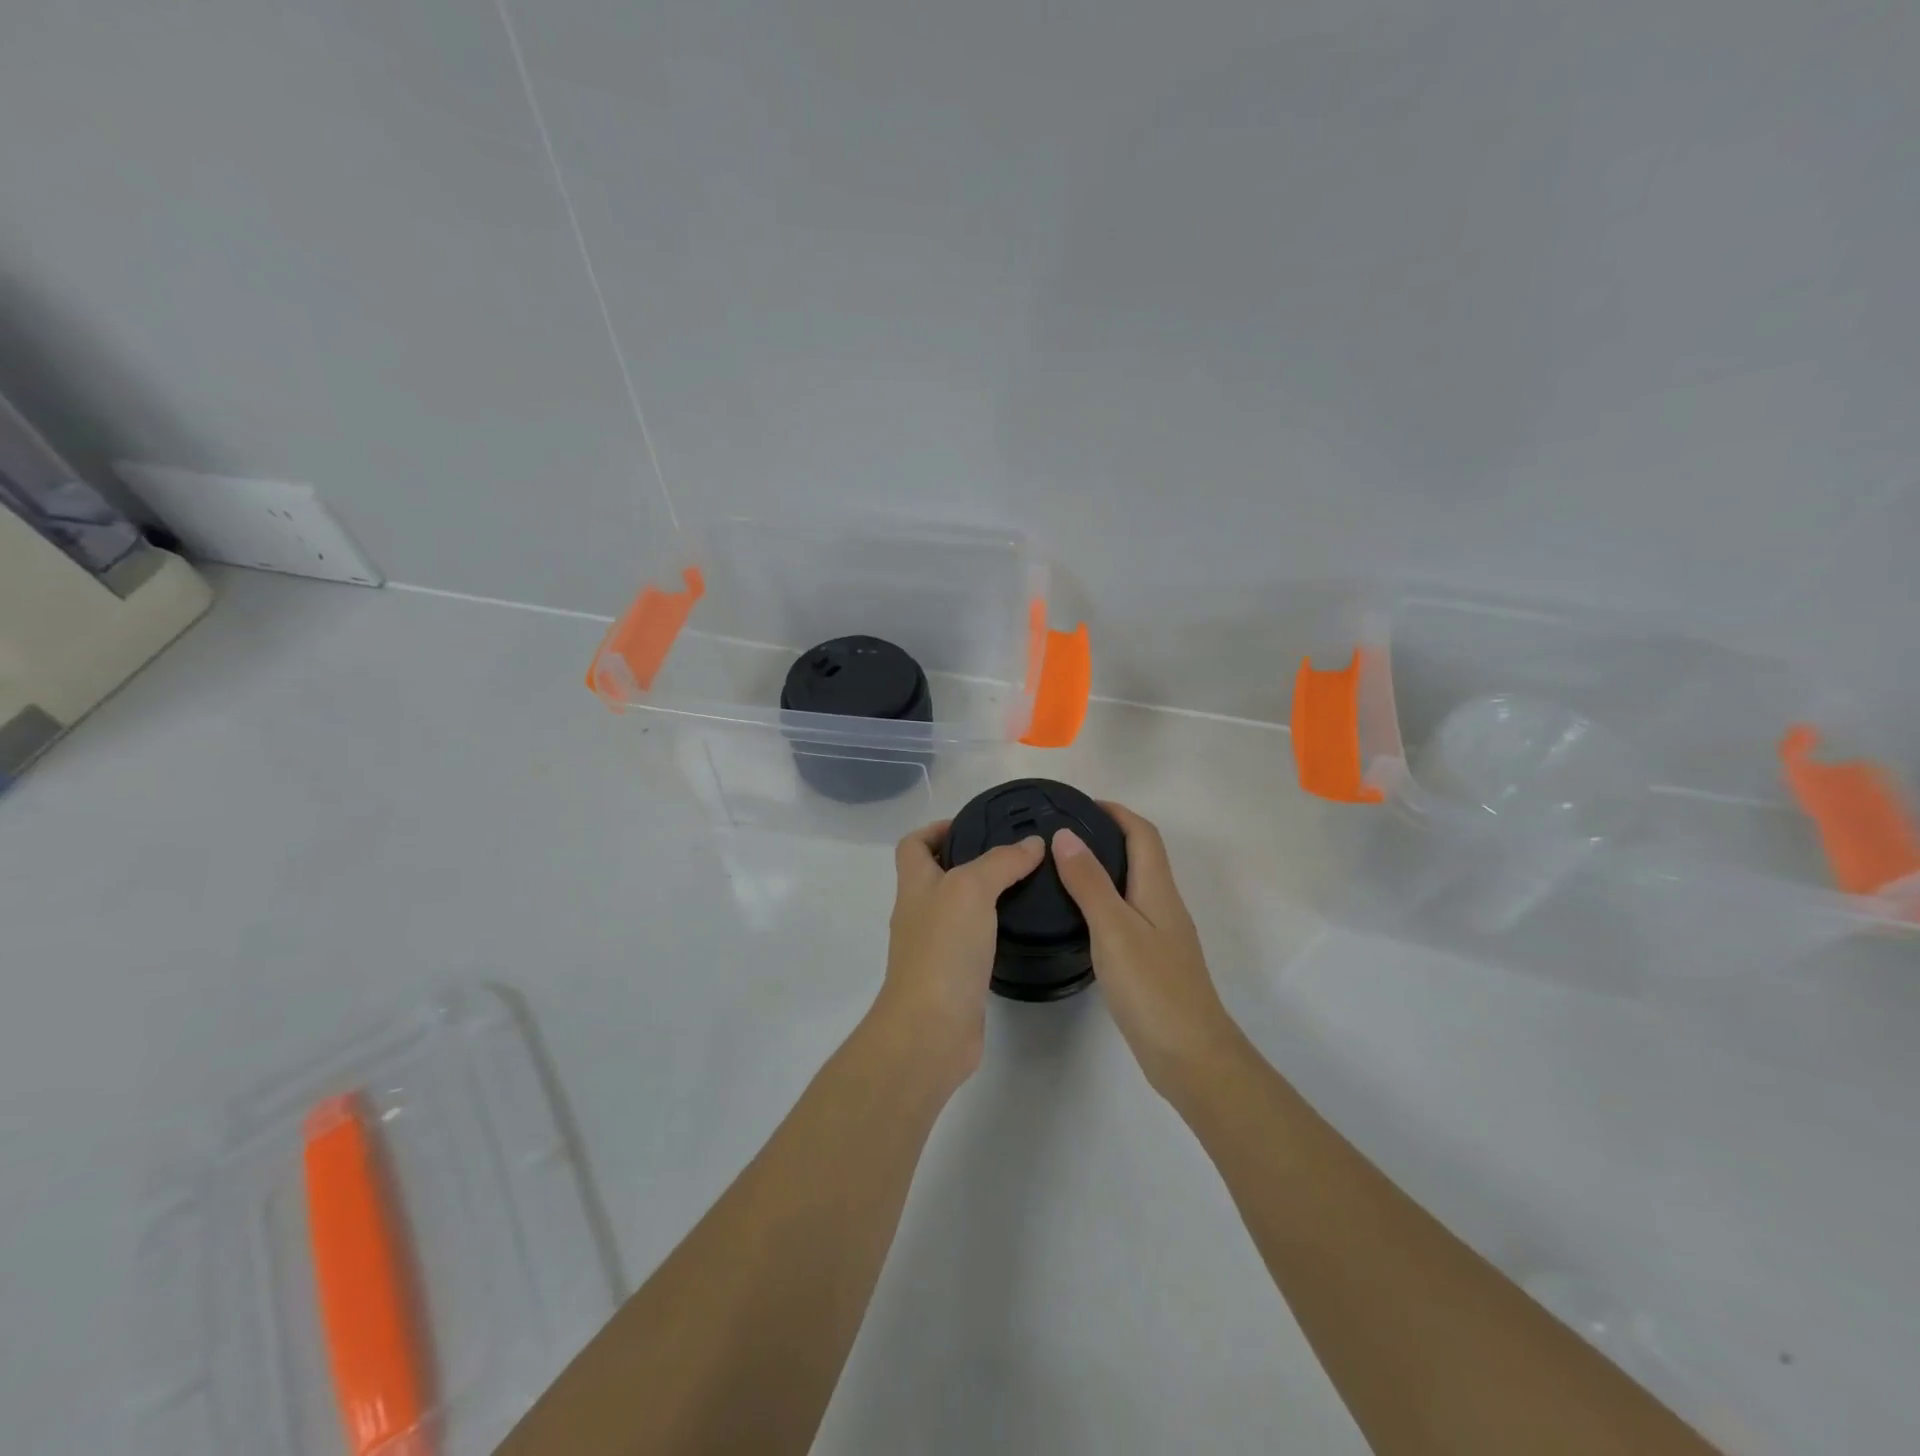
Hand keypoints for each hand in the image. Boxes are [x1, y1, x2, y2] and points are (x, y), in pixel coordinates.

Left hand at [876, 820, 1046, 1085]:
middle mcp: (919, 913)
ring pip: (958, 909)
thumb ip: (1001, 862)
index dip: (936, 828)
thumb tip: (1032, 844)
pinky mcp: (953, 977)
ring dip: (985, 896)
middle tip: (1015, 855)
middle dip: (970, 859)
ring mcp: (934, 948)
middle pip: (936, 875)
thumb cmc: (943, 949)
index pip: (913, 844)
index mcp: (914, 885)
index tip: (974, 825)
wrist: (931, 1030)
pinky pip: (972, 942)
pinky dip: (992, 931)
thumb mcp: (972, 889)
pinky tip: (1020, 929)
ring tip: (1026, 886)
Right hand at [1053, 803, 1241, 1099]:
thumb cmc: (1152, 987)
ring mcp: (1162, 935)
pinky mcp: (1154, 961)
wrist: (1191, 1056)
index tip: (1079, 804)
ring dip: (1104, 868)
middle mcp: (1164, 905)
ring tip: (1062, 869)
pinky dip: (1104, 900)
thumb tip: (1066, 836)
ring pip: (1133, 886)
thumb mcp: (1114, 929)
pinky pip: (1128, 914)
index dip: (1116, 812)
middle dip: (1107, 835)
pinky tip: (1080, 918)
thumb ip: (1089, 882)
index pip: (1142, 834)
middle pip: (1141, 856)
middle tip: (1061, 835)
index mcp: (1159, 890)